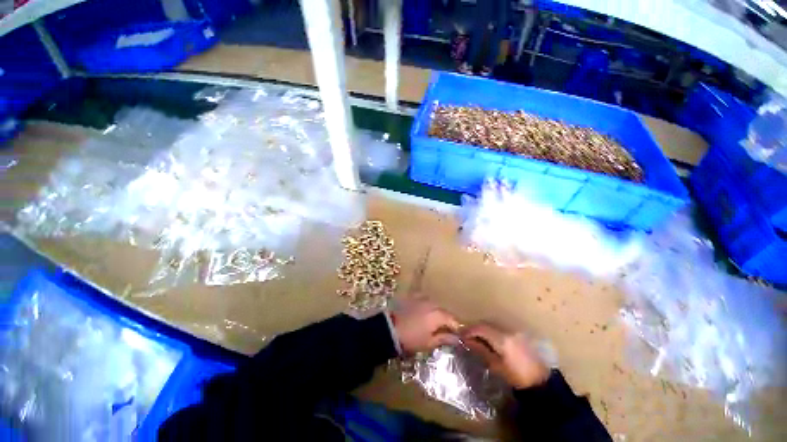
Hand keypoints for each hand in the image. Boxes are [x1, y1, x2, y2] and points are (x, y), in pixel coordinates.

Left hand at [389, 298, 459, 353]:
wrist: (389, 328)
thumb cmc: (411, 339)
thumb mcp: (429, 342)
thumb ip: (444, 338)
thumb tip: (457, 339)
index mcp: (438, 315)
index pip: (453, 320)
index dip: (456, 328)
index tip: (455, 335)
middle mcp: (432, 303)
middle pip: (444, 311)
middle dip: (445, 320)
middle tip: (442, 330)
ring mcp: (421, 298)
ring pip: (434, 304)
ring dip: (435, 312)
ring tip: (431, 322)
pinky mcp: (412, 296)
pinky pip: (423, 299)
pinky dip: (425, 305)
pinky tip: (422, 312)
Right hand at [462, 323, 548, 389]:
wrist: (540, 381)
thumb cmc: (516, 376)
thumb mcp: (496, 365)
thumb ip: (481, 350)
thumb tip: (466, 340)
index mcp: (502, 339)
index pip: (481, 328)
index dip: (469, 330)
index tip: (461, 334)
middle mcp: (508, 330)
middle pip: (486, 323)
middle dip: (475, 328)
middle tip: (467, 336)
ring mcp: (514, 330)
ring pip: (493, 324)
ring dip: (483, 329)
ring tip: (477, 338)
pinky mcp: (518, 333)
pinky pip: (500, 328)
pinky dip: (492, 331)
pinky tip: (490, 340)